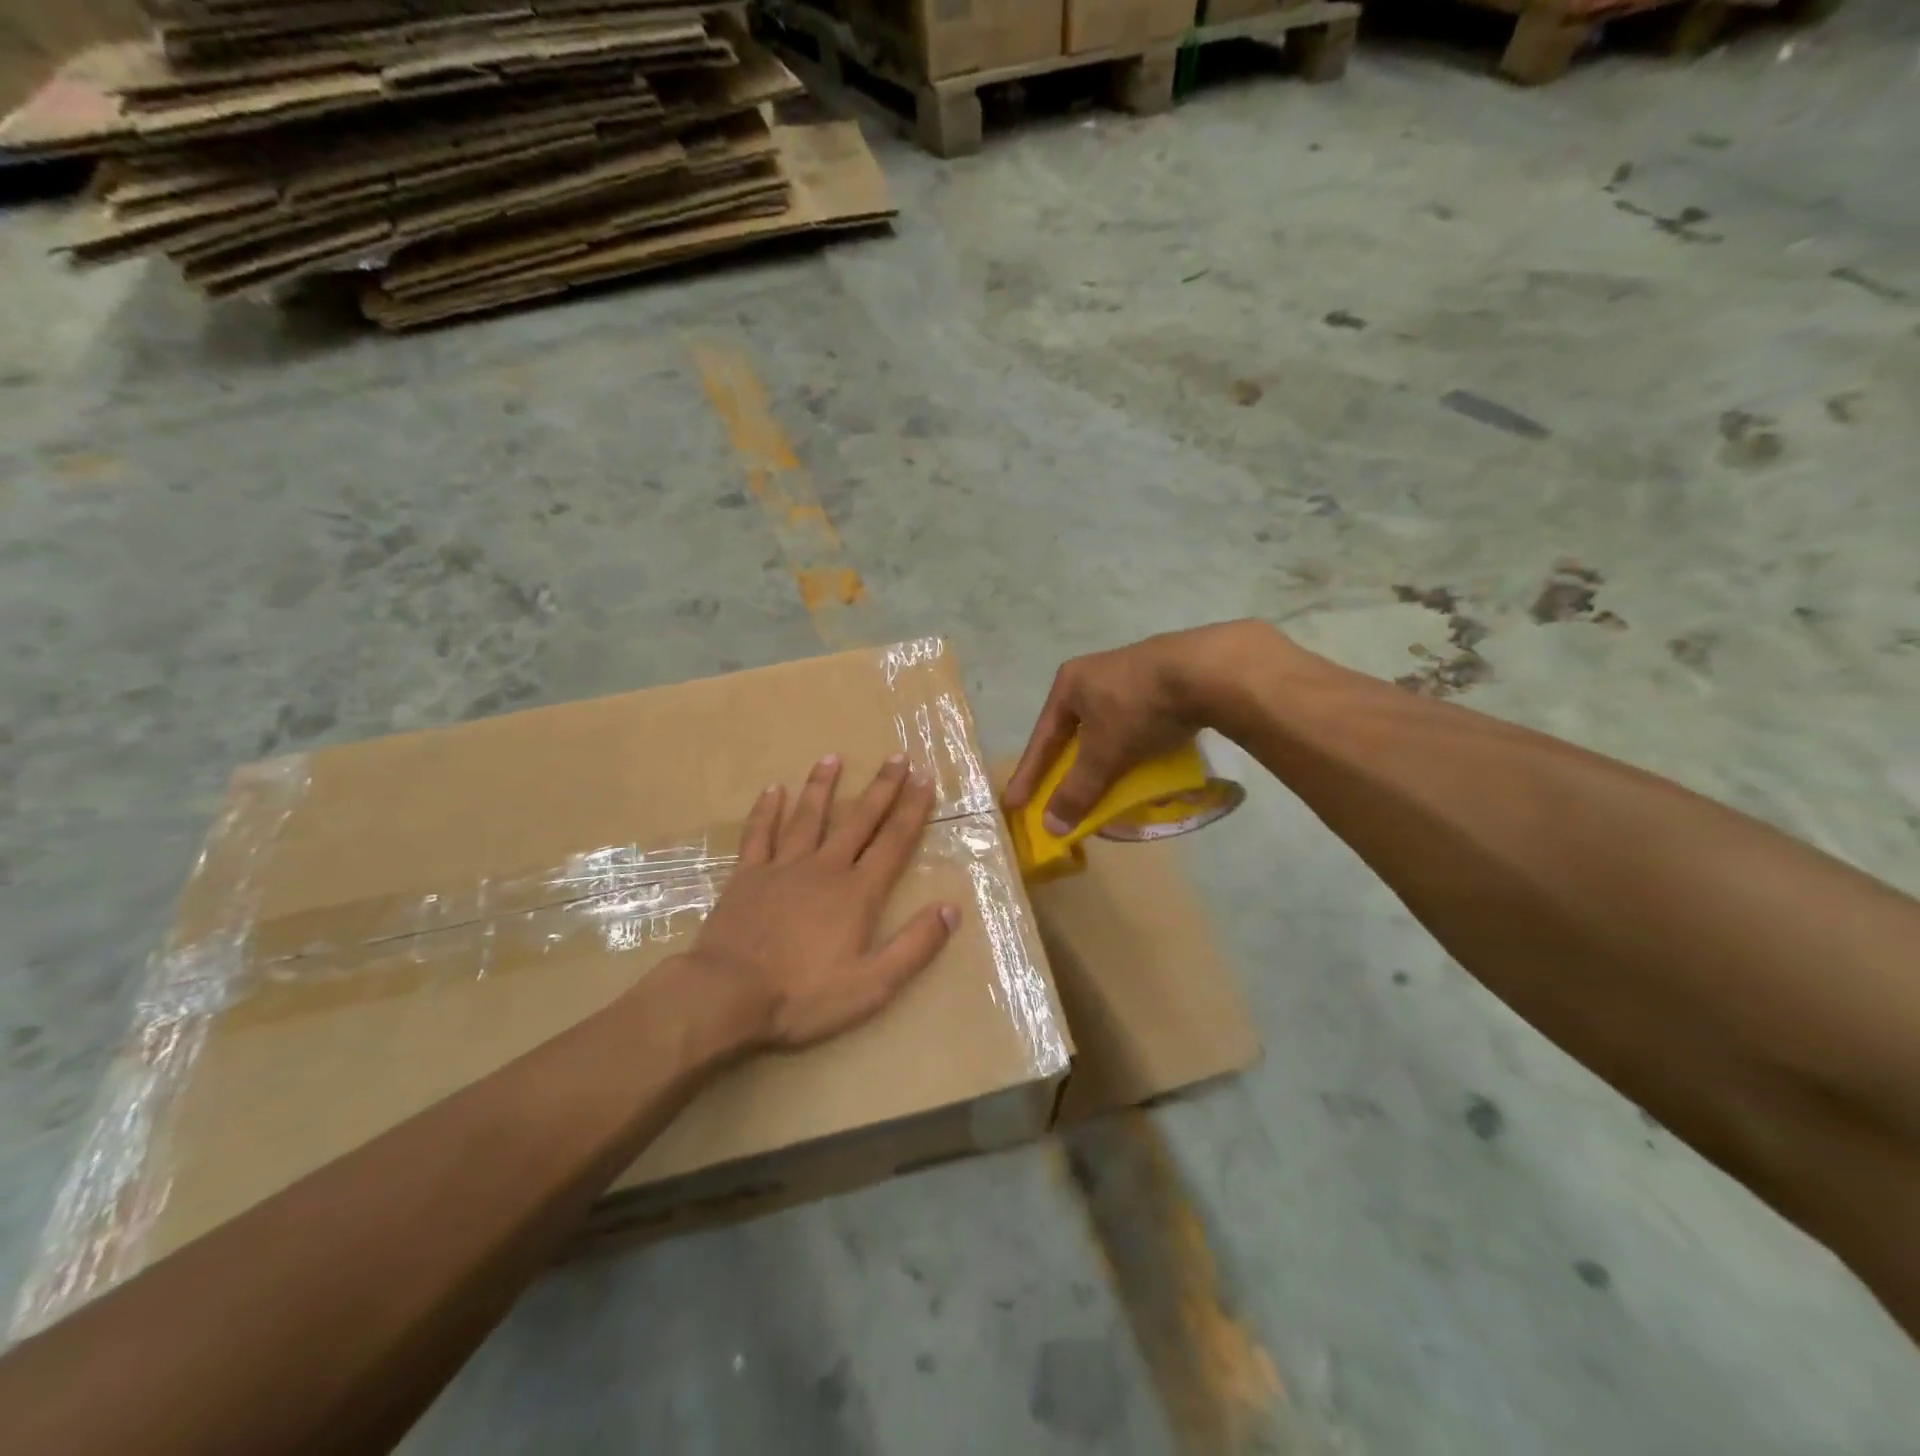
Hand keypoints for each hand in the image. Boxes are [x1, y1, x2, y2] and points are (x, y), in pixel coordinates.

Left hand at [691, 755, 958, 1050]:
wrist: (726, 995)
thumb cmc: (803, 996)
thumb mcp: (872, 985)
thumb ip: (914, 946)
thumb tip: (951, 909)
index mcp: (857, 892)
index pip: (893, 842)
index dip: (912, 809)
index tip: (925, 777)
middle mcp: (824, 868)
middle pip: (858, 820)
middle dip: (881, 788)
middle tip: (897, 756)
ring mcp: (782, 867)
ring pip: (808, 817)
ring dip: (822, 786)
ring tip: (833, 757)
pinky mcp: (747, 876)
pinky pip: (759, 834)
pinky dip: (767, 810)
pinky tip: (773, 789)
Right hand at [1005, 621, 1277, 833]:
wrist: (1206, 671)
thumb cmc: (1138, 709)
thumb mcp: (1103, 754)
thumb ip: (1077, 790)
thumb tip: (1050, 826)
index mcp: (1070, 684)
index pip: (1042, 738)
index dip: (1029, 775)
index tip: (1015, 803)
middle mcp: (1096, 674)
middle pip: (1075, 732)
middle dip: (1071, 767)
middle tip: (1062, 795)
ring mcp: (1132, 674)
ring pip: (1109, 728)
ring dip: (1106, 758)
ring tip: (1108, 784)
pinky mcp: (1166, 681)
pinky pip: (1140, 723)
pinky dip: (1137, 748)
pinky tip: (1148, 765)